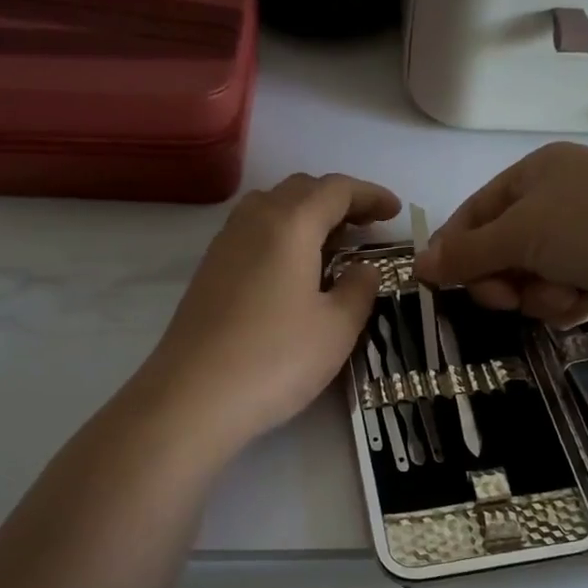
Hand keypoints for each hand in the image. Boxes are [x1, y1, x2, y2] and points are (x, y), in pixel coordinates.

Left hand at [138, 174, 400, 452]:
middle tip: (366, 227)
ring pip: (271, 207)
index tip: (395, 212)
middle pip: (300, 190)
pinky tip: (294, 271)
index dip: (370, 195)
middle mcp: (253, 222)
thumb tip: (363, 269)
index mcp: (290, 224)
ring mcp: (224, 245)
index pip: (336, 190)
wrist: (192, 397)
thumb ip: (359, 289)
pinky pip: (252, 232)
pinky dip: (282, 235)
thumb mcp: (336, 328)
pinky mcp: (208, 271)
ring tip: (332, 246)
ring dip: (306, 214)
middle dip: (338, 200)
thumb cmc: (275, 359)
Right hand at [416, 143, 587, 327]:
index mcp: (534, 173)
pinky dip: (567, 300)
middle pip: (501, 249)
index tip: (439, 283)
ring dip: (538, 293)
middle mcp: (557, 198)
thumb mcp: (519, 233)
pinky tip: (587, 299)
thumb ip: (466, 253)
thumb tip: (418, 265)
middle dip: (501, 278)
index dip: (455, 248)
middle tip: (505, 297)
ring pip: (531, 276)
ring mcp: (584, 234)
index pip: (475, 212)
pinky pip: (562, 290)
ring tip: (563, 293)